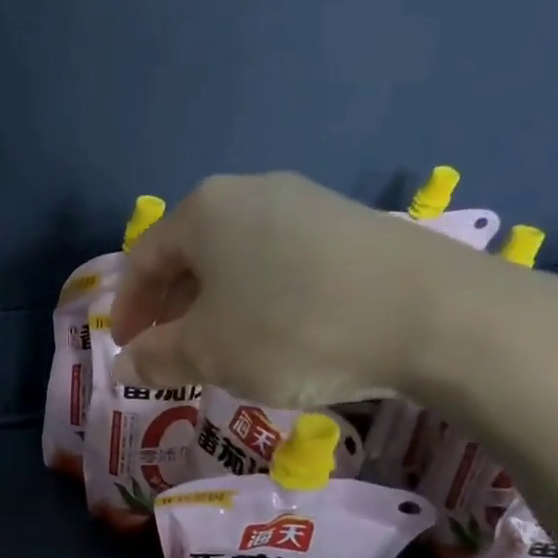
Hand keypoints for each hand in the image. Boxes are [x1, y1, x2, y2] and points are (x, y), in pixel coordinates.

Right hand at [109, 172, 494, 406]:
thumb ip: (157, 359)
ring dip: (214, 308)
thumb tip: (124, 366)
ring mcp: (306, 203)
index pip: (143, 260)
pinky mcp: (348, 226)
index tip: (127, 352)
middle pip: (189, 255)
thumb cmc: (292, 329)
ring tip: (220, 352)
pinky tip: (274, 336)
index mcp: (204, 211)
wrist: (432, 314)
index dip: (128, 311)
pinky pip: (278, 264)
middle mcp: (250, 192)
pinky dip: (258, 301)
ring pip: (235, 260)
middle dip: (171, 310)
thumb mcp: (209, 353)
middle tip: (169, 356)